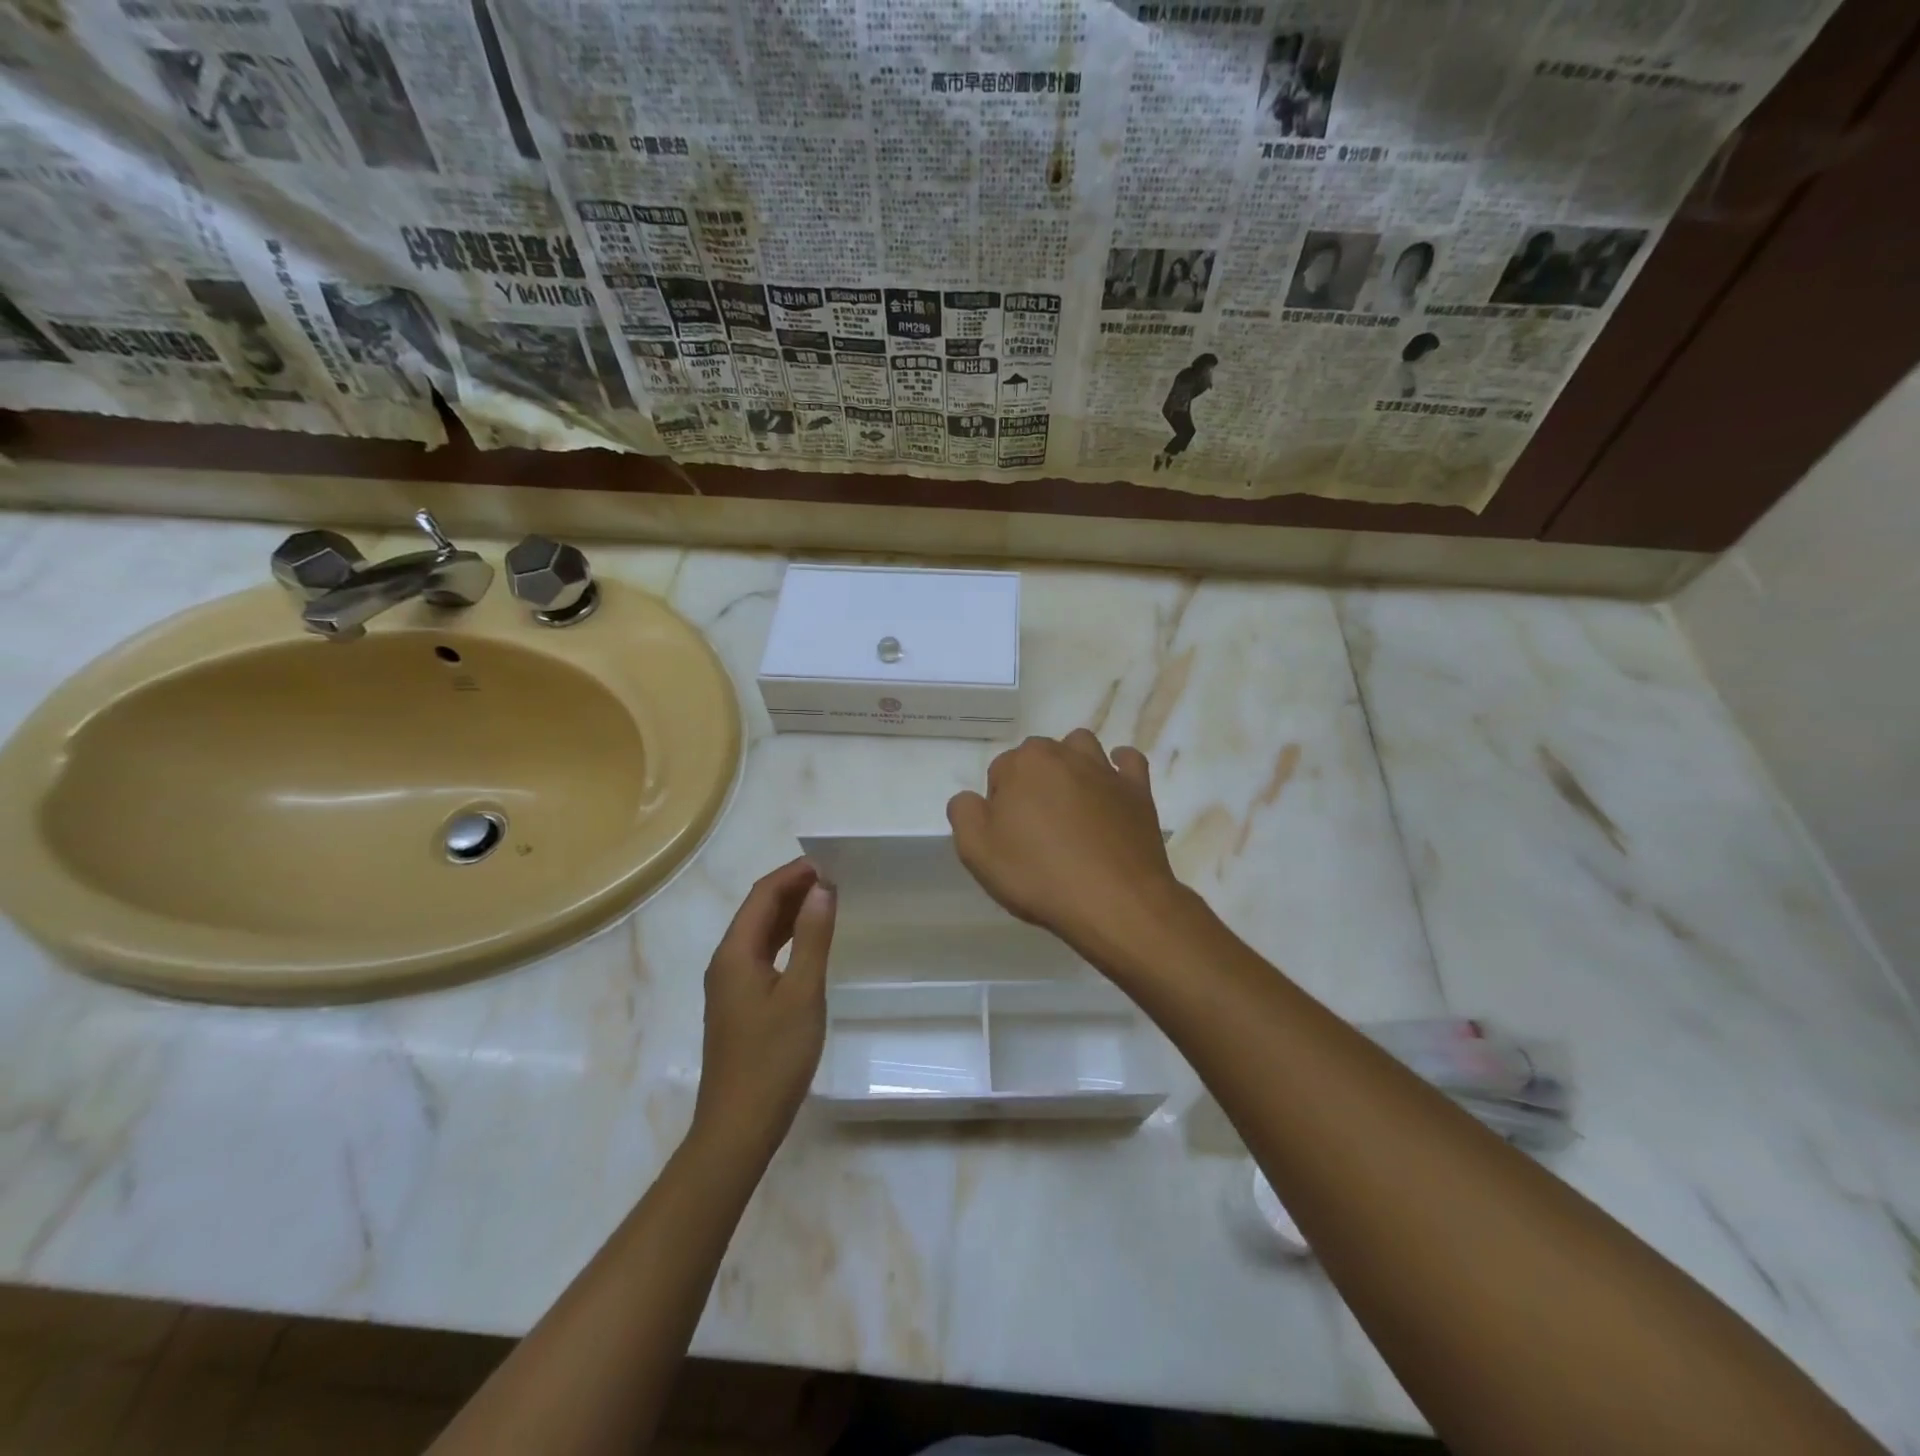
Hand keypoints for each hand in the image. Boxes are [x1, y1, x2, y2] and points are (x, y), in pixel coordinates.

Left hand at [691, 858, 835, 1159]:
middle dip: (793, 888)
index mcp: (735, 953)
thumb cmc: (773, 1058)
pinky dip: (787, 940)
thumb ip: (814, 938)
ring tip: (828, 901)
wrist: (738, 1127)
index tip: (830, 862)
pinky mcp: (739, 1005)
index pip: (763, 895)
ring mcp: (730, 985)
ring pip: (760, 934)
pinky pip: (762, 955)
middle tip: (835, 877)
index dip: (794, 873)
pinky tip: (809, 944)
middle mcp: (726, 962)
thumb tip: (823, 888)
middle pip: (758, 911)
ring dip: (790, 913)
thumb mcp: (802, 993)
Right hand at [947, 730, 1184, 957]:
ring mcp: (1105, 770)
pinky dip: (1118, 768)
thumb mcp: (977, 852)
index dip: (999, 805)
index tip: (1007, 838)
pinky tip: (1111, 788)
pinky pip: (1128, 762)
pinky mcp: (1137, 790)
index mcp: (1023, 764)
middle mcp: (1064, 754)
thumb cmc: (1039, 875)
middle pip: (1038, 757)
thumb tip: (970, 798)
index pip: (999, 772)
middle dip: (1032, 782)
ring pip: (1080, 748)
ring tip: (1069, 804)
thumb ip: (964, 813)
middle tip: (1034, 829)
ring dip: (1071, 765)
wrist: (1114, 901)